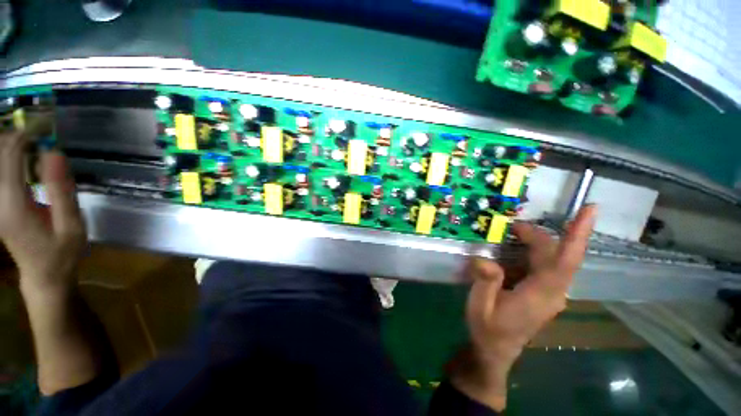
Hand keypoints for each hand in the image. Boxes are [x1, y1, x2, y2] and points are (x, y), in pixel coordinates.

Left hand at [0, 124, 85, 296]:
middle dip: (14, 136)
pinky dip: (8, 159)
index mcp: (14, 205)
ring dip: (10, 146)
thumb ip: (62, 191)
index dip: (25, 135)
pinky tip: (23, 160)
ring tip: (32, 142)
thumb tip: (54, 153)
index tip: (45, 126)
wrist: (43, 275)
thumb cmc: (62, 253)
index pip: (10, 156)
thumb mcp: (71, 226)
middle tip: (39, 132)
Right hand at [450, 206, 596, 410]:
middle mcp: (553, 293)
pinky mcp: (545, 293)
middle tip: (512, 226)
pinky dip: (534, 251)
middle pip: (558, 256)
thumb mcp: (480, 306)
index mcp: (540, 295)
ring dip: (536, 242)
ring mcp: (551, 294)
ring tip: (514, 233)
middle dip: (539, 235)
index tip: (589, 211)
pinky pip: (545, 266)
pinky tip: (516, 249)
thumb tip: (485, 259)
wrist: (495, 350)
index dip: (578, 235)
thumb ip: (485, 282)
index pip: (564, 261)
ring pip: (554, 260)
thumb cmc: (488, 329)